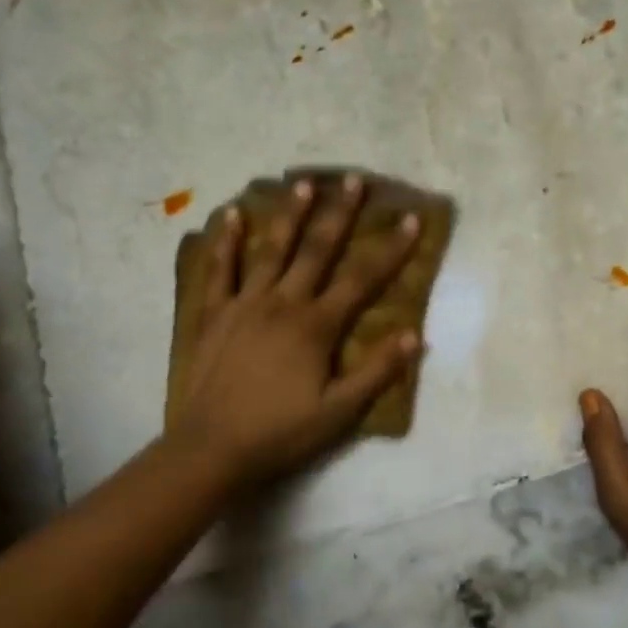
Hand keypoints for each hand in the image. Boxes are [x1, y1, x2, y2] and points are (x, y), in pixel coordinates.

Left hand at [170, 174, 422, 488]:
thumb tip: (414, 335)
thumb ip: (377, 371)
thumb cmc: (281, 433)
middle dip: (339, 214)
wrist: (212, 448)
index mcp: (316, 326)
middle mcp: (283, 303)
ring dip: (289, 215)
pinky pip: (220, 270)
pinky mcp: (214, 314)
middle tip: (353, 179)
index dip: (391, 249)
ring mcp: (245, 304)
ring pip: (271, 250)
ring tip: (303, 183)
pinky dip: (226, 242)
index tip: (411, 218)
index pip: (362, 279)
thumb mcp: (339, 412)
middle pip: (317, 250)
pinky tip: (231, 215)